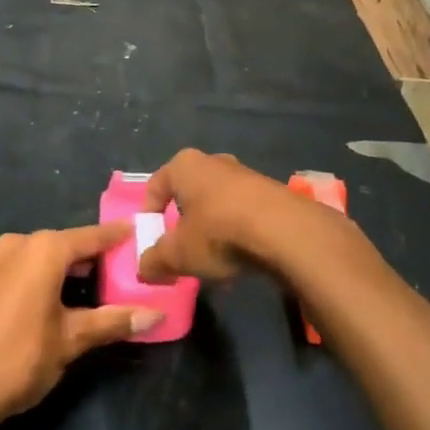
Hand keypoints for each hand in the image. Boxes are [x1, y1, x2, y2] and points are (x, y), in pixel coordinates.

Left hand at [0, 224, 161, 428]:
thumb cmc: (19, 358)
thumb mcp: (71, 340)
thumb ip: (113, 321)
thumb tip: (156, 315)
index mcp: (43, 250)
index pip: (91, 237)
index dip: (116, 236)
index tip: (138, 230)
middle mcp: (18, 244)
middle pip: (65, 245)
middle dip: (93, 257)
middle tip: (123, 269)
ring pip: (42, 257)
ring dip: (66, 269)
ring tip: (96, 286)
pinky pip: (22, 268)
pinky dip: (43, 277)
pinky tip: (57, 299)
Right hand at [138, 149, 323, 284]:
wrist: (285, 231)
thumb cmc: (219, 233)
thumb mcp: (178, 254)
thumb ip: (154, 261)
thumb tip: (144, 268)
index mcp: (184, 165)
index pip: (155, 186)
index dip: (149, 215)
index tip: (152, 242)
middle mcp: (213, 161)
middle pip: (188, 194)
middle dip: (182, 223)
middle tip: (181, 251)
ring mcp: (245, 174)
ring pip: (216, 203)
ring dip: (211, 230)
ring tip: (213, 261)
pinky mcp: (270, 191)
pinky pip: (242, 212)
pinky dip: (236, 232)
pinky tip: (241, 258)